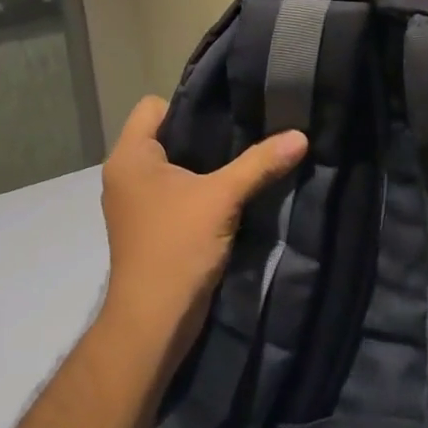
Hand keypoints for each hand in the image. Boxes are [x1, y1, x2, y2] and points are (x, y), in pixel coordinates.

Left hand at [98, 96, 307, 356]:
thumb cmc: (176, 247)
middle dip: (205, 132)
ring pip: (174, 164)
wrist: (153, 323)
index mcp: (130, 157)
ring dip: (206, 163)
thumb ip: (260, 163)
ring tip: (244, 158)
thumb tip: (301, 135)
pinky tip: (233, 191)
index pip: (153, 106)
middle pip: (167, 133)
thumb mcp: (222, 198)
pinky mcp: (150, 225)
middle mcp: (126, 174)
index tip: (227, 113)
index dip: (189, 104)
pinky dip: (201, 187)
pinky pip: (177, 189)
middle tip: (246, 130)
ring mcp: (136, 203)